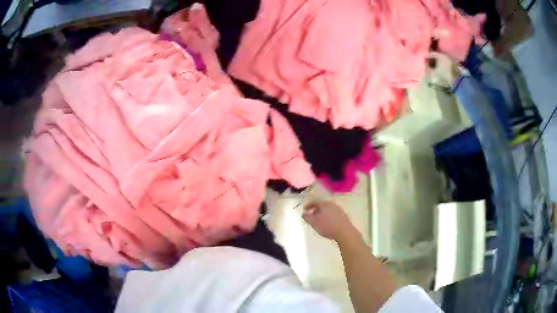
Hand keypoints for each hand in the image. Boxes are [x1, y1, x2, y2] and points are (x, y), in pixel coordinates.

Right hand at [303, 201, 359, 241]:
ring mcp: (339, 209)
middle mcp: (332, 204)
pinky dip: (329, 216)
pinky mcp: (343, 215)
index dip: (308, 205)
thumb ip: (307, 217)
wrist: (344, 232)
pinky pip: (333, 213)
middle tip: (312, 216)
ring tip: (320, 220)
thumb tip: (304, 213)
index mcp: (324, 204)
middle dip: (316, 210)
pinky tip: (329, 223)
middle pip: (322, 205)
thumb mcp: (314, 222)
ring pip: (328, 209)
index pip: (314, 202)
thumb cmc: (327, 226)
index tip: (304, 210)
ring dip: (323, 213)